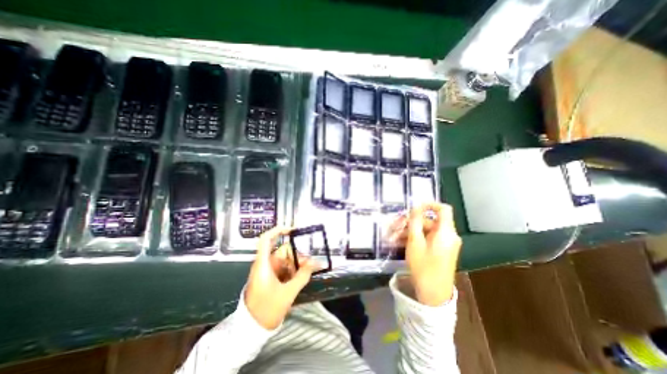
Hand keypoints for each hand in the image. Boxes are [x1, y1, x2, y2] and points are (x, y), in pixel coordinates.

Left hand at [245, 226, 316, 328]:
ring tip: (307, 273)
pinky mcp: (270, 277)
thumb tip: (316, 263)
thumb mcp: (288, 292)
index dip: (278, 231)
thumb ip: (302, 276)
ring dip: (297, 264)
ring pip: (285, 260)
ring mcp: (267, 271)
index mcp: (263, 264)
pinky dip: (293, 270)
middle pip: (282, 251)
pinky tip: (300, 277)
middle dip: (297, 255)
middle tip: (309, 265)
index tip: (293, 230)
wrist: (251, 330)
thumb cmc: (267, 310)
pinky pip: (284, 268)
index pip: (266, 240)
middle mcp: (265, 264)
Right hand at [403, 204, 461, 306]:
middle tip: (394, 226)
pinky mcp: (440, 251)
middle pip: (429, 221)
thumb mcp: (415, 242)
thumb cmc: (424, 267)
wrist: (434, 296)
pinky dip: (415, 239)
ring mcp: (445, 244)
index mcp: (446, 232)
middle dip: (411, 222)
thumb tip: (416, 208)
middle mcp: (448, 236)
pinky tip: (400, 243)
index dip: (429, 204)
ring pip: (426, 231)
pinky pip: (427, 239)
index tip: (414, 207)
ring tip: (393, 237)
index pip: (443, 209)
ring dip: (409, 231)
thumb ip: (415, 222)